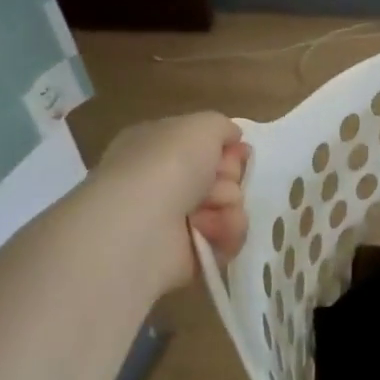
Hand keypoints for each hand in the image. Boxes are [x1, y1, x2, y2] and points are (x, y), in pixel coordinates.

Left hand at [91, 113, 250, 289]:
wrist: (141, 225)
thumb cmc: (167, 165)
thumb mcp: (202, 125)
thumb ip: (222, 126)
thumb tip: (232, 138)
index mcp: (155, 147)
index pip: (202, 145)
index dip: (226, 148)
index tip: (238, 152)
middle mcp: (161, 181)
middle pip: (219, 176)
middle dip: (228, 177)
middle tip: (218, 180)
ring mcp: (171, 220)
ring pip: (226, 207)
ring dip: (228, 206)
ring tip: (210, 211)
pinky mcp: (185, 253)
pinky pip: (224, 239)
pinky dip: (224, 233)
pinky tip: (209, 231)